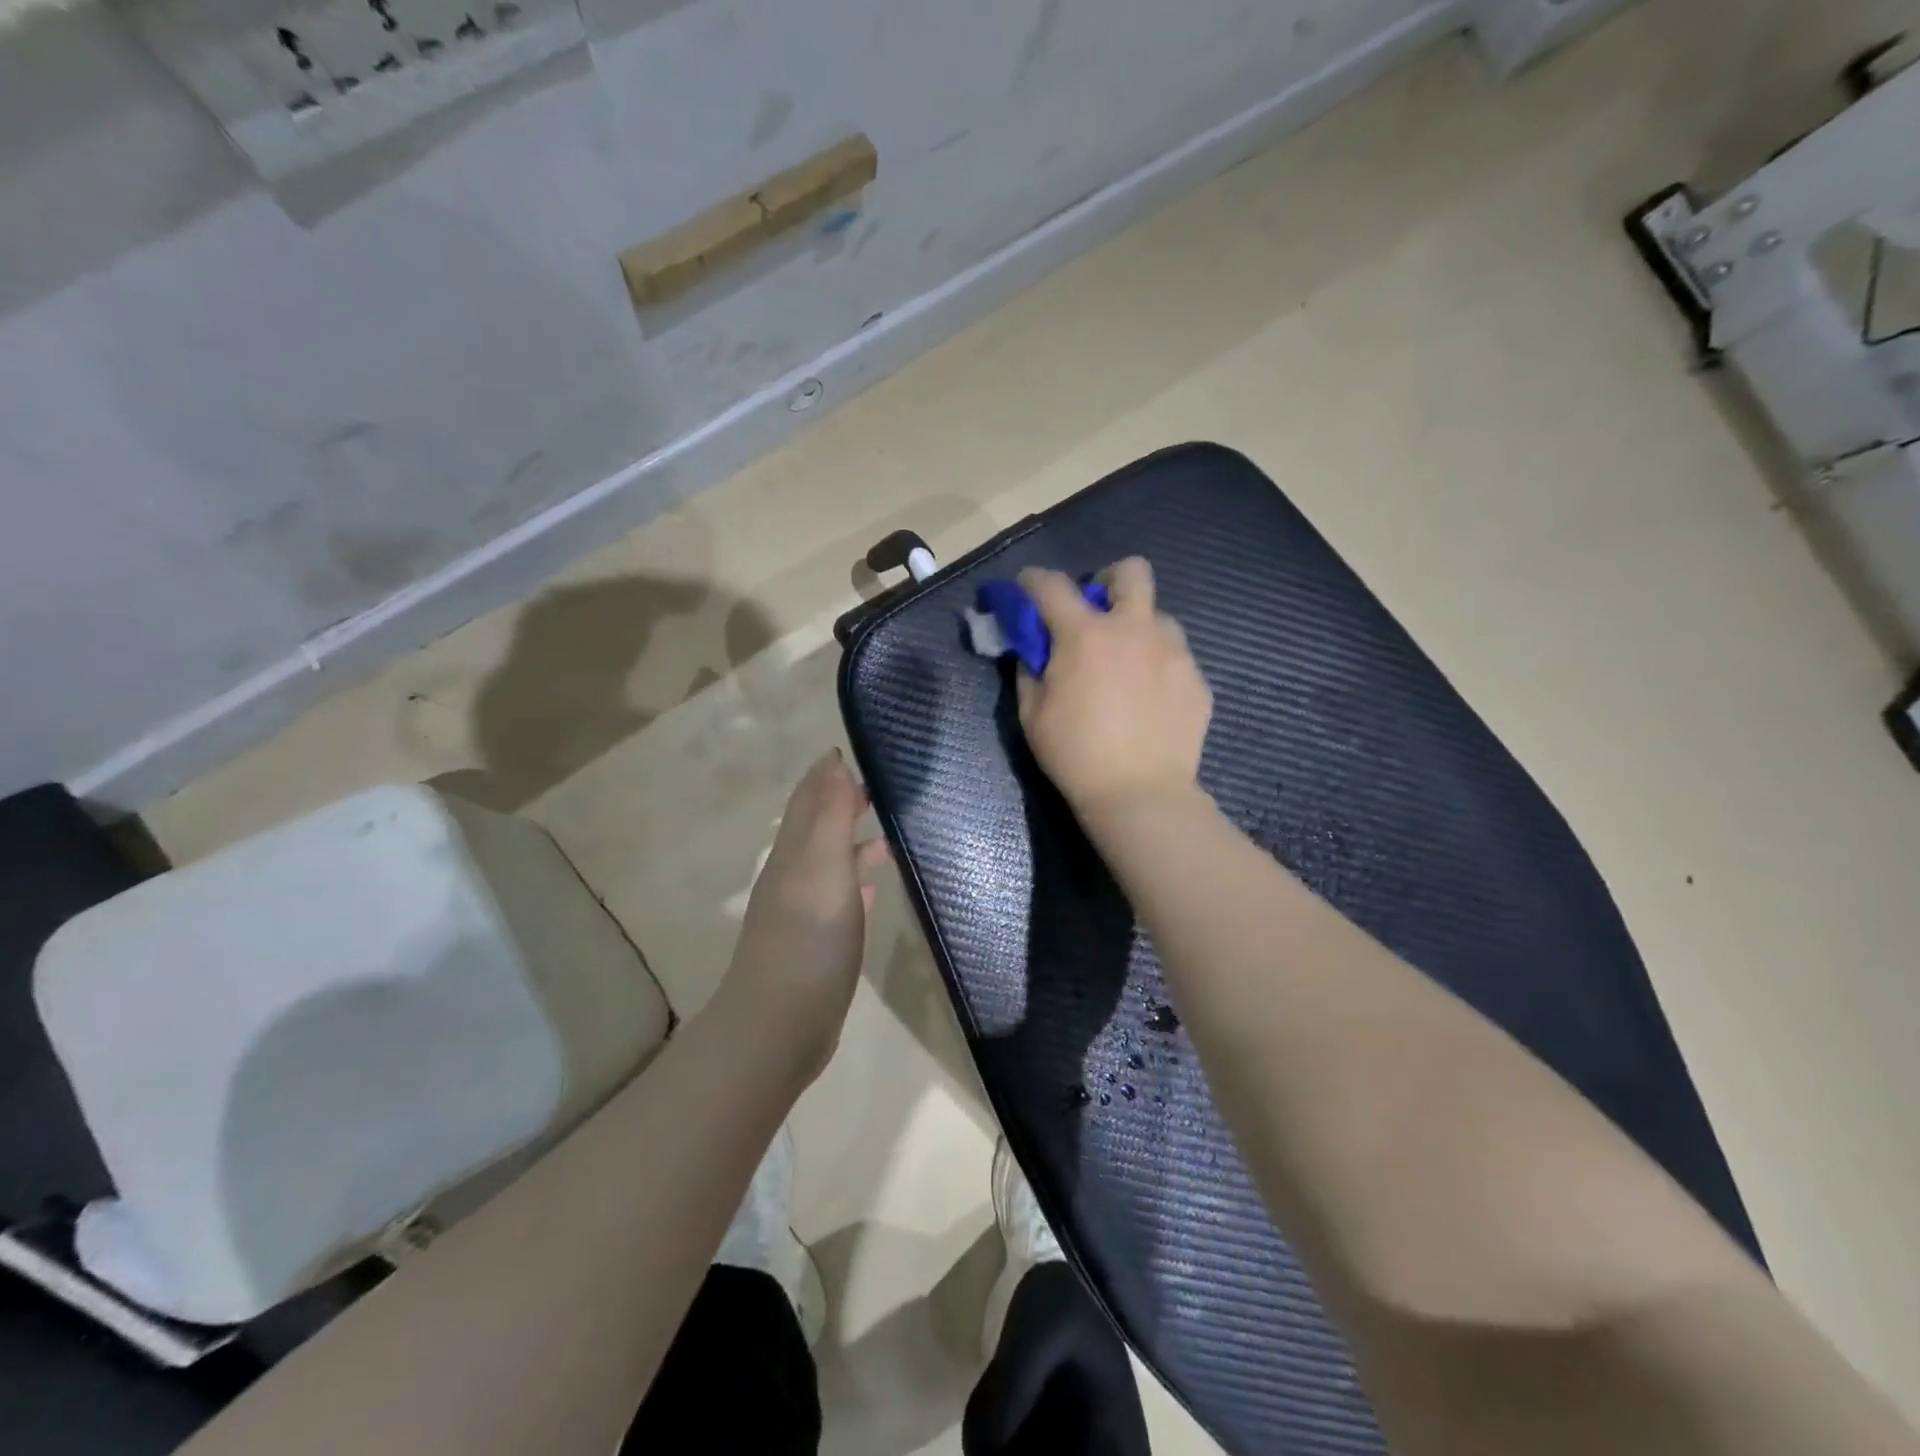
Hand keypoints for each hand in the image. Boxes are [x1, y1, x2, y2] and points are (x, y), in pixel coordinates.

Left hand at [718, 751, 889, 1084]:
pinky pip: (839, 900)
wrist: (779, 1026)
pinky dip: (856, 884)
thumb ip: (831, 815)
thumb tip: (833, 761)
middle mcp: (794, 876)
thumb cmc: (807, 940)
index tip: (855, 750)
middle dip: (844, 803)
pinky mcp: (817, 944)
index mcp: (795, 853)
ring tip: (890, 836)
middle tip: (882, 789)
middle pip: (819, 828)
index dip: (828, 773)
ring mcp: (804, 913)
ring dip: (855, 844)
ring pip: (831, 863)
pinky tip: (875, 889)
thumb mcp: (823, 867)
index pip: (810, 799)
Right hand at [1016, 559, 1212, 819]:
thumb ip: (1030, 672)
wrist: (1140, 795)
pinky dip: (1157, 666)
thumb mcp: (1033, 716)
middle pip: (1131, 572)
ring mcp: (1173, 652)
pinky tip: (1149, 700)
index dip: (1033, 580)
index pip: (1052, 586)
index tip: (1027, 588)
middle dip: (1109, 581)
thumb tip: (1034, 652)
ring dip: (1138, 628)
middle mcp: (1134, 630)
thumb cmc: (1076, 755)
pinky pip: (1176, 656)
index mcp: (1086, 636)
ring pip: (1159, 616)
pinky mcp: (1197, 679)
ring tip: (1128, 665)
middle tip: (1098, 612)